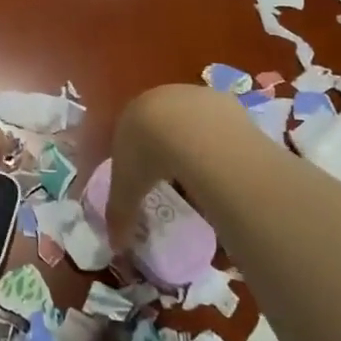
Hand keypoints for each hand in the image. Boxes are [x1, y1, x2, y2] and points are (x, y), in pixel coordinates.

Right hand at [108, 83, 272, 246]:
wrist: (190, 130)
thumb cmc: (147, 155)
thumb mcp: (127, 188)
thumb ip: (120, 214)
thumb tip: (115, 244)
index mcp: (131, 115)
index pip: (129, 132)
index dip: (136, 154)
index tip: (144, 176)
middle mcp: (159, 98)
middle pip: (161, 123)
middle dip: (166, 145)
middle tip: (174, 175)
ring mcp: (193, 96)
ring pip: (192, 120)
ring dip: (196, 142)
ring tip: (203, 171)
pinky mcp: (222, 100)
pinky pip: (220, 124)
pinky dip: (221, 141)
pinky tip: (225, 161)